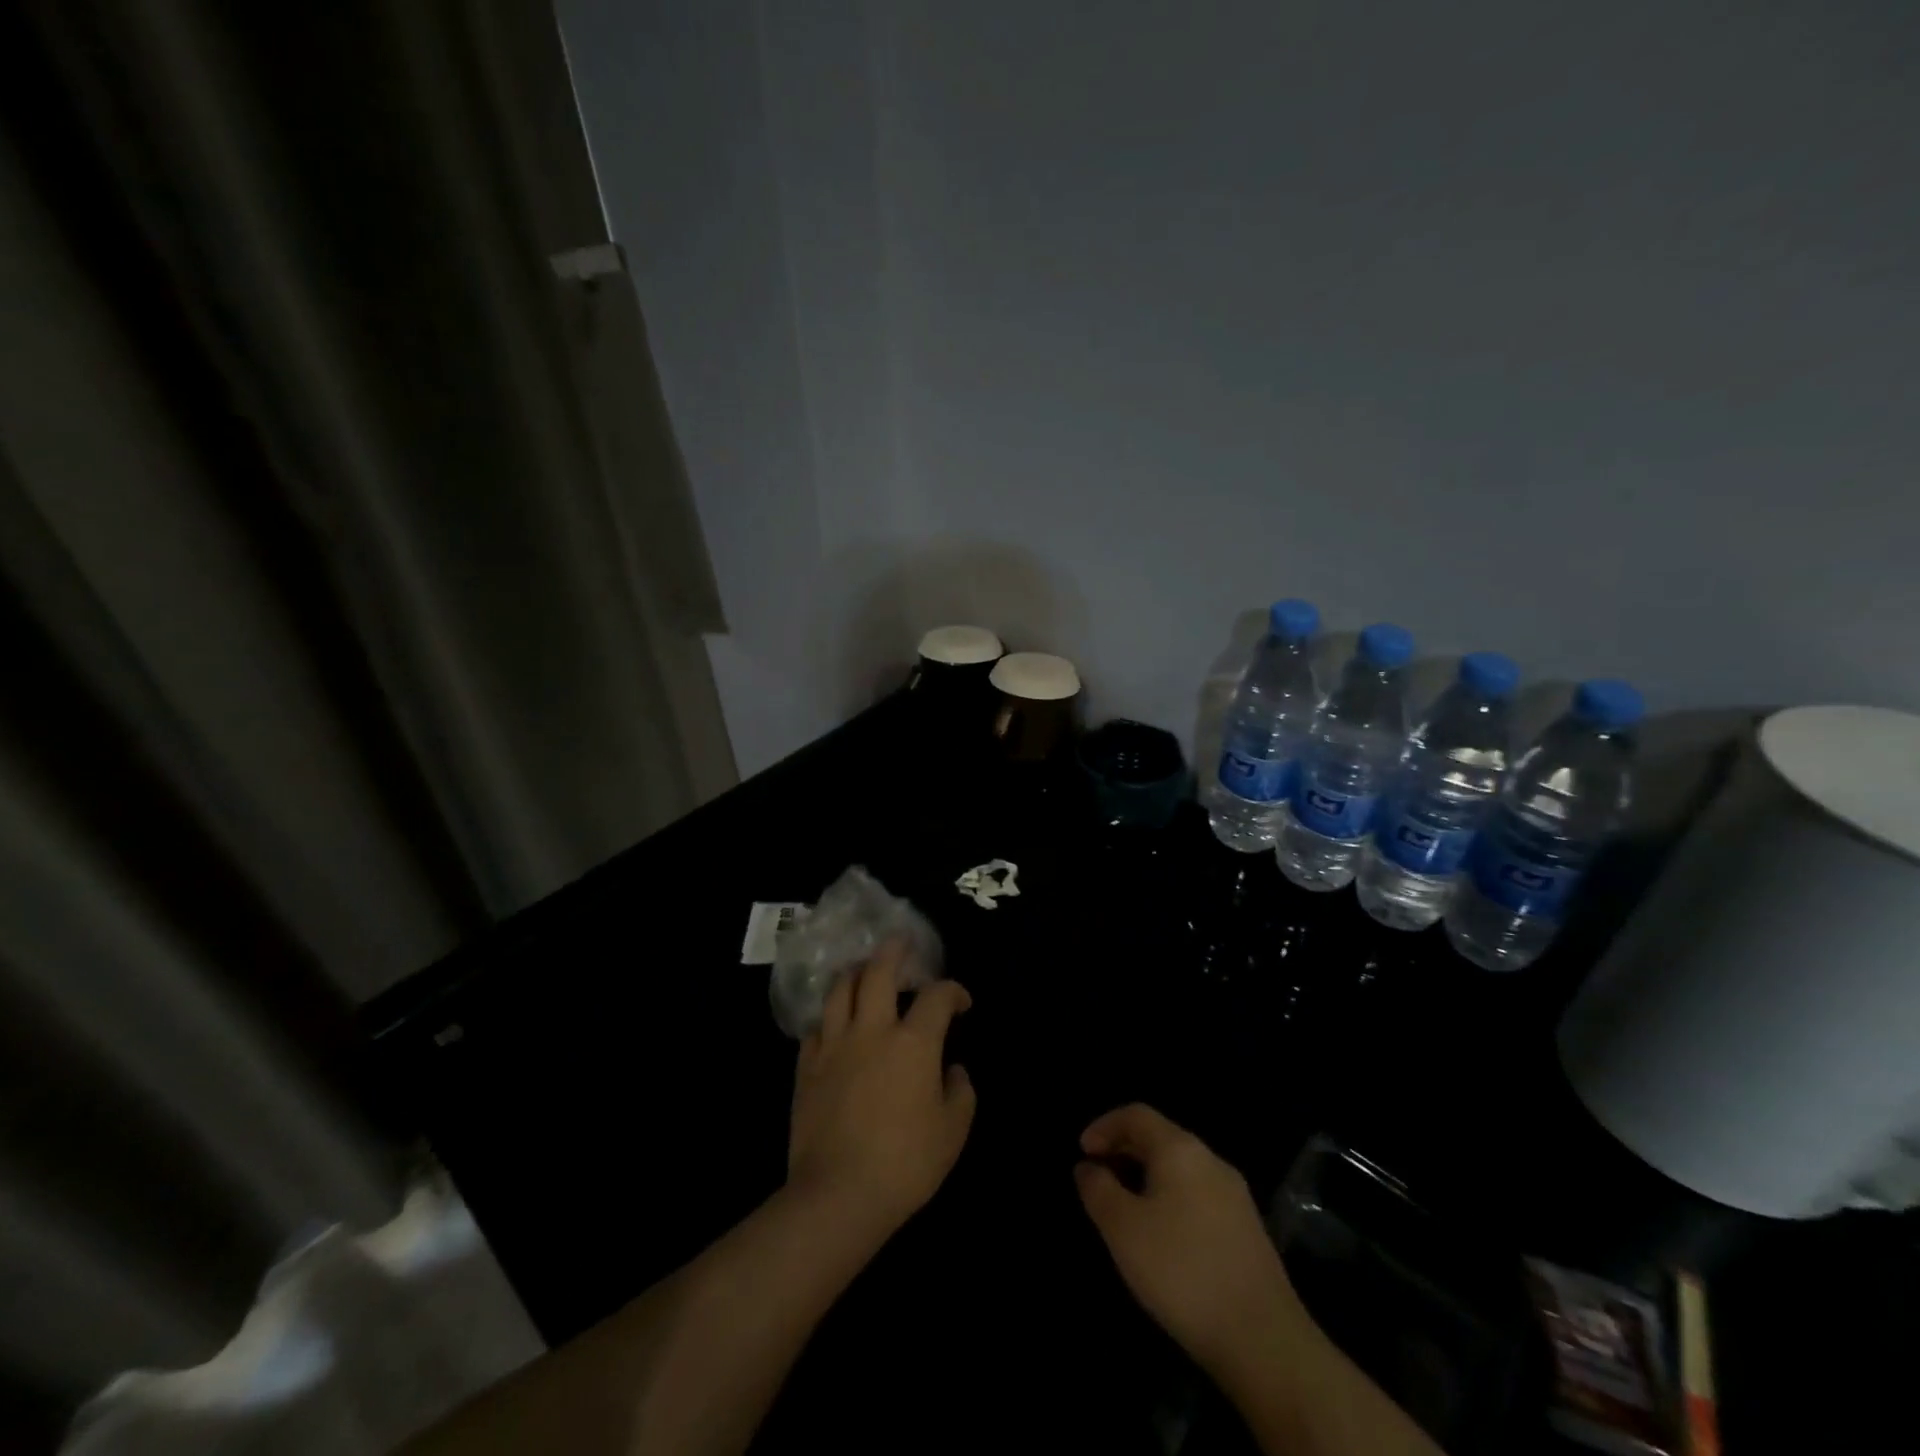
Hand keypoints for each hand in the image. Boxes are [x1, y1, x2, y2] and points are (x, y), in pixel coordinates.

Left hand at [787, 942, 975, 1243]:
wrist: (838, 1195)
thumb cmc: (905, 1164)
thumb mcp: (953, 1132)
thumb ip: (961, 1092)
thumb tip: (953, 1070)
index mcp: (913, 1042)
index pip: (937, 996)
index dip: (953, 990)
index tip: (961, 1002)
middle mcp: (872, 1030)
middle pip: (879, 971)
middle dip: (893, 951)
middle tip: (901, 942)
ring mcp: (834, 1045)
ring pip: (840, 990)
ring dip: (855, 974)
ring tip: (863, 972)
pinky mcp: (806, 1067)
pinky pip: (815, 1028)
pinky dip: (828, 1018)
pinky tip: (834, 1023)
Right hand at [1074, 1104, 1305, 1376]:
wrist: (1264, 1339)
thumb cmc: (1182, 1271)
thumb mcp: (1123, 1229)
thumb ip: (1099, 1190)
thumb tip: (1088, 1167)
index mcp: (1180, 1149)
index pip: (1136, 1114)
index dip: (1104, 1126)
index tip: (1082, 1152)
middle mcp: (1210, 1160)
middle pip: (1160, 1137)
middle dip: (1124, 1149)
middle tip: (1097, 1176)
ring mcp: (1234, 1194)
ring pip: (1180, 1167)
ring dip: (1146, 1175)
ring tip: (1124, 1206)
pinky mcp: (1247, 1228)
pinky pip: (1197, 1194)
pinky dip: (1170, 1197)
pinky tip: (1162, 1235)